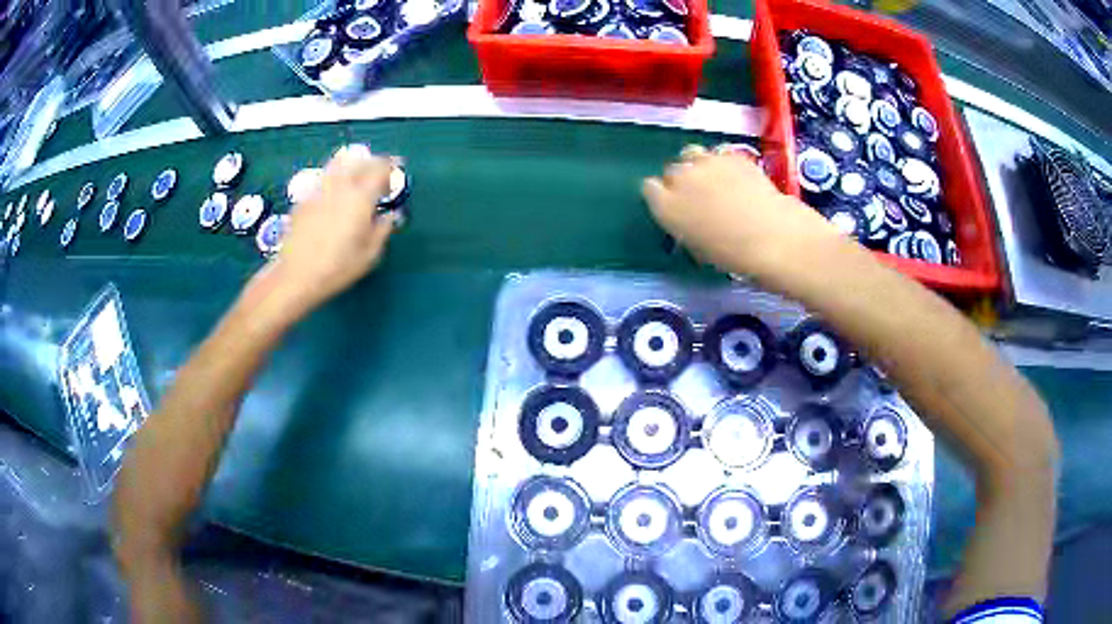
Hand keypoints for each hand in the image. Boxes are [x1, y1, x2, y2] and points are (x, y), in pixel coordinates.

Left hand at [268, 144, 398, 312]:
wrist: (296, 275)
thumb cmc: (337, 268)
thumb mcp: (369, 255)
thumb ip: (383, 230)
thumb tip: (390, 215)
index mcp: (360, 197)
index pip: (380, 169)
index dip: (391, 166)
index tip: (397, 168)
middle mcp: (340, 186)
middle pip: (359, 161)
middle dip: (373, 162)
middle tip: (380, 171)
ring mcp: (319, 190)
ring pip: (338, 164)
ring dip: (352, 164)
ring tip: (357, 173)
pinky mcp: (304, 200)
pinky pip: (324, 179)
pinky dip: (334, 178)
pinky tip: (335, 192)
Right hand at [641, 145, 842, 277]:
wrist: (772, 237)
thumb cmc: (733, 255)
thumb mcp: (698, 247)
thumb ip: (685, 226)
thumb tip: (689, 219)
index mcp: (666, 206)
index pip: (649, 189)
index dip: (662, 196)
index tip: (675, 206)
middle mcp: (680, 178)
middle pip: (671, 170)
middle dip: (681, 181)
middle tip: (699, 197)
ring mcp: (706, 162)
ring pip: (692, 154)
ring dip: (698, 166)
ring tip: (715, 180)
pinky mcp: (731, 154)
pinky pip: (718, 153)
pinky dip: (722, 162)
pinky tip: (736, 176)